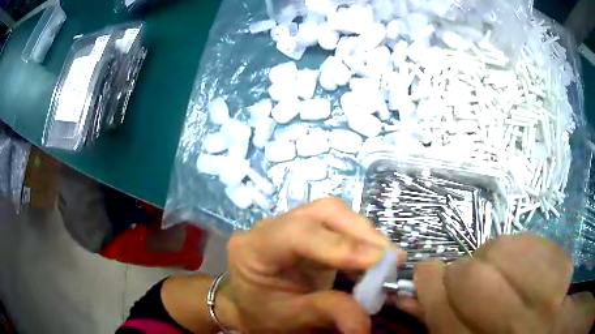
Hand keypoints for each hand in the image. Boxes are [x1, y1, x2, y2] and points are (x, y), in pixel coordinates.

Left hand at [224, 198, 400, 332]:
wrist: (250, 307)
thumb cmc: (262, 314)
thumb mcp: (290, 319)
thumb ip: (327, 313)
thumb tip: (365, 323)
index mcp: (253, 248)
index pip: (297, 234)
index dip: (341, 245)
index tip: (379, 261)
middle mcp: (271, 227)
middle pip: (322, 213)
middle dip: (361, 235)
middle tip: (391, 259)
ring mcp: (290, 224)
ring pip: (334, 214)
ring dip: (366, 236)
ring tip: (387, 261)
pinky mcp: (307, 230)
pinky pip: (339, 226)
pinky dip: (361, 242)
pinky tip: (374, 260)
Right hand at [399, 235, 594, 333]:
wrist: (544, 333)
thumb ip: (438, 323)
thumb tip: (409, 295)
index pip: (445, 315)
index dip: (430, 286)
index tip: (426, 271)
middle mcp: (517, 331)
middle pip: (476, 280)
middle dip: (461, 271)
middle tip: (464, 276)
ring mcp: (549, 297)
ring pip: (505, 251)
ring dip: (493, 257)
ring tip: (499, 273)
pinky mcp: (566, 269)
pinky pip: (535, 241)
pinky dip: (523, 248)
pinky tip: (525, 267)